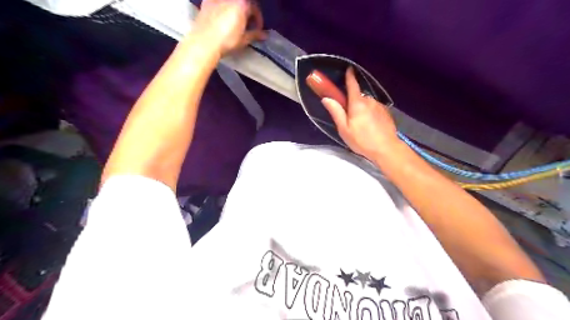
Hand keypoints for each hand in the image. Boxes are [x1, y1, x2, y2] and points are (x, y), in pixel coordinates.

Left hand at [192, 0, 266, 56]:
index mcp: (242, 4)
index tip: (257, 29)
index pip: (255, 8)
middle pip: (243, 3)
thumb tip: (264, 35)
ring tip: (235, 20)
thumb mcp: (244, 39)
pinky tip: (222, 17)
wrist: (204, 42)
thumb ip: (255, 34)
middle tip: (247, 25)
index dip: (258, 19)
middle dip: (247, 12)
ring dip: (236, 9)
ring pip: (231, 3)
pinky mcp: (206, 1)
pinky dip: (223, 7)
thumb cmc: (227, 41)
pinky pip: (219, 2)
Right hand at [322, 68, 396, 158]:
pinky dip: (370, 114)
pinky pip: (374, 109)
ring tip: (361, 126)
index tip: (349, 69)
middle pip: (358, 97)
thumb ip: (336, 112)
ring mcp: (379, 106)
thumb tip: (326, 98)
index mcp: (357, 103)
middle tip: (349, 119)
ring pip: (367, 104)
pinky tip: (370, 127)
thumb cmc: (362, 140)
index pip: (352, 85)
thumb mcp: (344, 129)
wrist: (386, 149)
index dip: (349, 76)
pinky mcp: (386, 113)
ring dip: (362, 110)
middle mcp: (369, 100)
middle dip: (353, 103)